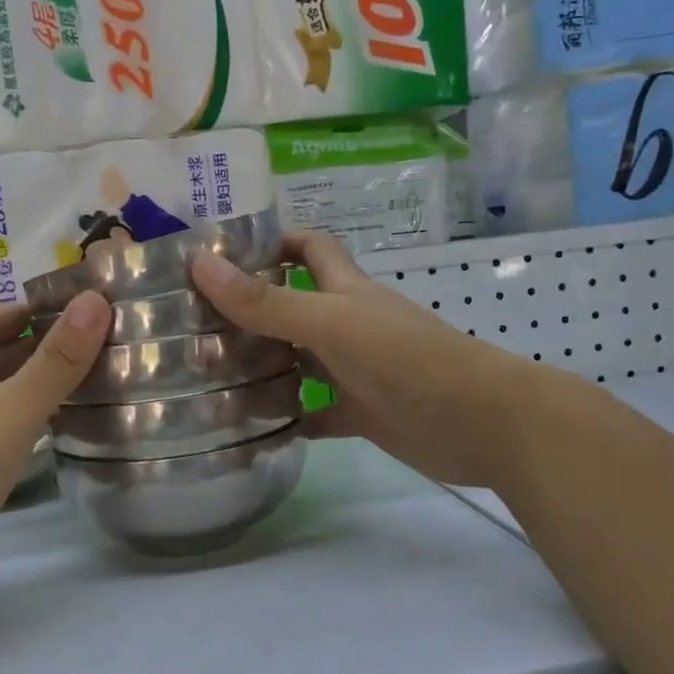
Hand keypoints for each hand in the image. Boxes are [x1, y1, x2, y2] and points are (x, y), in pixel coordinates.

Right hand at [191, 231, 524, 488]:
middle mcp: (347, 324)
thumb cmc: (405, 358)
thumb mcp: (330, 323)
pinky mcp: (362, 414)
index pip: (306, 248)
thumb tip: (199, 263)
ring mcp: (354, 371)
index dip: (270, 243)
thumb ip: (266, 302)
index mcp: (344, 290)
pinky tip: (249, 430)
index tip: (222, 258)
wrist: (480, 422)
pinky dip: (286, 419)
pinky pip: (313, 413)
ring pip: (297, 365)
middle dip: (247, 317)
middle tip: (192, 335)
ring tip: (206, 387)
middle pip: (291, 309)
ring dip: (259, 373)